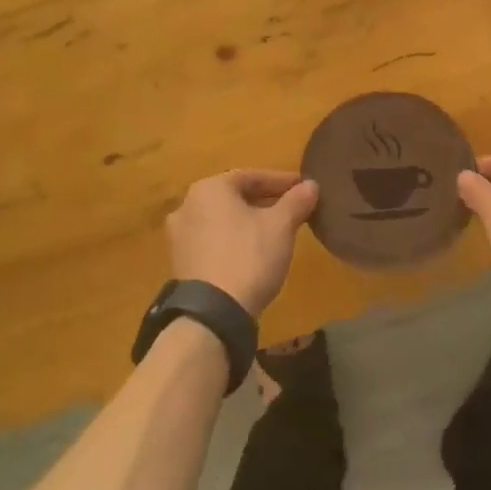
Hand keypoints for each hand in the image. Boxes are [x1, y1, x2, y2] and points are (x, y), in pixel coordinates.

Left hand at [165, 170, 318, 317]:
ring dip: (248, 221)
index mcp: (209, 188)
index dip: (281, 181)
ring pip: (222, 219)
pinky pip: (212, 240)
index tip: (303, 188)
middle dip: (264, 201)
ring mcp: (179, 236)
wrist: (213, 313)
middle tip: (292, 209)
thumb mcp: (281, 226)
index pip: (251, 176)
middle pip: (234, 197)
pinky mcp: (181, 262)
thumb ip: (296, 201)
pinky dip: (233, 240)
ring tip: (275, 232)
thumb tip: (311, 185)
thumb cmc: (249, 256)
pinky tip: (252, 253)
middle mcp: (187, 205)